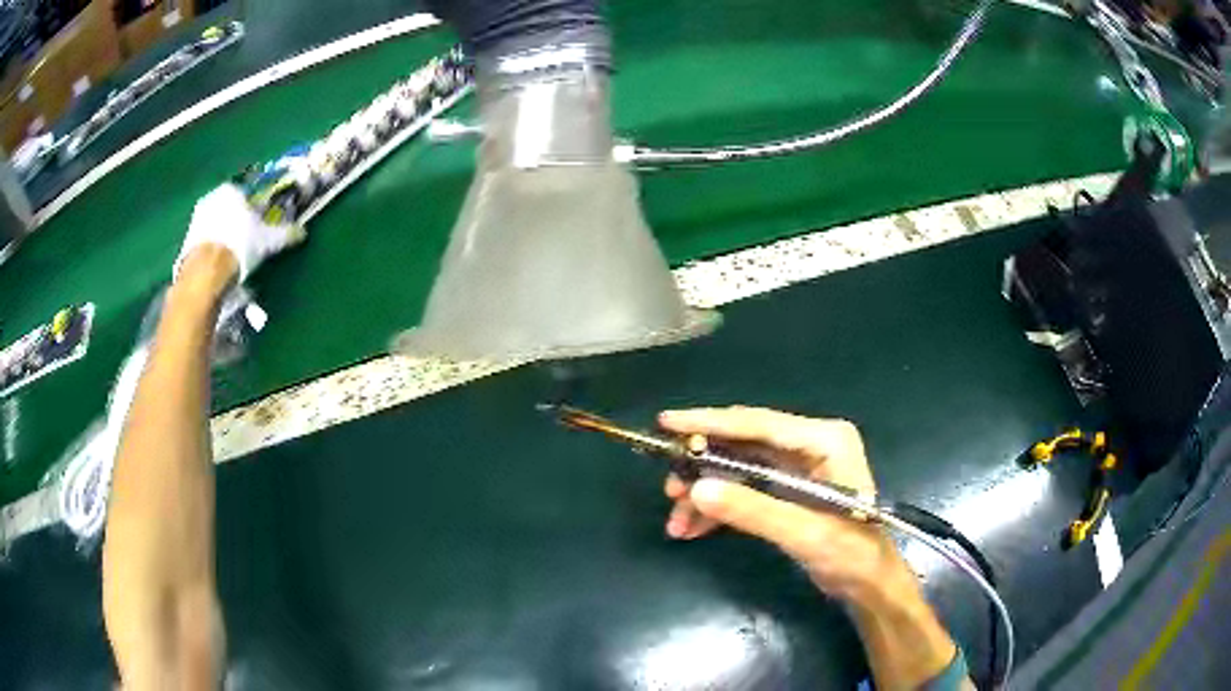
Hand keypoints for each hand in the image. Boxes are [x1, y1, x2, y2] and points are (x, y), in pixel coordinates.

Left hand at [175, 184, 305, 283]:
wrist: (206, 272)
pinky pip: (205, 240)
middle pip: (229, 208)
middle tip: (248, 238)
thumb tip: (301, 233)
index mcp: (231, 190)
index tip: (260, 221)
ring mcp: (196, 219)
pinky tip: (220, 263)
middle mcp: (212, 198)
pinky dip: (212, 248)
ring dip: (223, 235)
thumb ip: (284, 234)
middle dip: (237, 220)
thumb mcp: (267, 240)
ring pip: (216, 224)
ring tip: (234, 254)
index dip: (254, 207)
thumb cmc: (239, 245)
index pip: (246, 193)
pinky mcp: (187, 240)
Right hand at [659, 406, 910, 603]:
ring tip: (676, 519)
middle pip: (744, 445)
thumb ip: (752, 510)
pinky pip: (745, 490)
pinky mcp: (787, 490)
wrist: (868, 583)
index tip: (667, 422)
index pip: (759, 424)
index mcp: (823, 440)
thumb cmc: (850, 553)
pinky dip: (720, 508)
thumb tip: (696, 489)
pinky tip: (693, 529)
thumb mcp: (803, 533)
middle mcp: (809, 445)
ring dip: (707, 493)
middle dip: (703, 467)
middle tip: (669, 488)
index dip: (710, 422)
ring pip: (738, 469)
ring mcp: (797, 467)